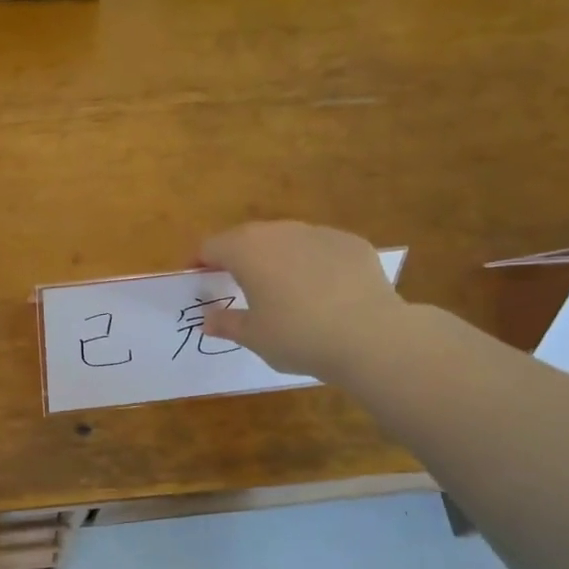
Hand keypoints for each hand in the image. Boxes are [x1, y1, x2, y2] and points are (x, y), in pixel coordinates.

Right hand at [199, 221, 403, 381]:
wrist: (370, 335)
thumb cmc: (297, 336)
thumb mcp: (254, 337)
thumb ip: (227, 323)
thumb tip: (208, 318)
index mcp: (247, 251)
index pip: (211, 246)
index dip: (200, 262)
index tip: (198, 279)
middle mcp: (280, 232)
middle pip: (247, 237)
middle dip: (238, 257)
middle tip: (237, 284)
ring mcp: (319, 233)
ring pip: (286, 240)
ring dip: (277, 257)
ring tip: (282, 288)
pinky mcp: (352, 243)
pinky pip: (320, 249)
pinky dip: (313, 264)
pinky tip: (323, 292)